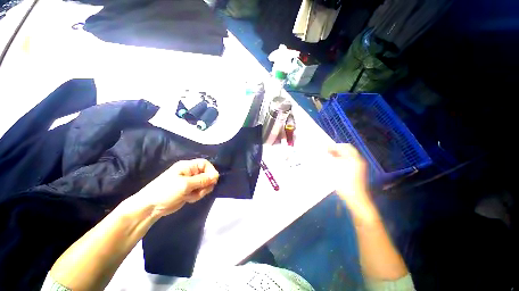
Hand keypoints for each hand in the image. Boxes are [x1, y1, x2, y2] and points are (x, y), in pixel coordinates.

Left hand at [129, 159, 218, 217]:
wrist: (150, 208)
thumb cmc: (166, 191)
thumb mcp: (185, 184)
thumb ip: (202, 180)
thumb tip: (216, 176)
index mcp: (188, 166)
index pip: (205, 164)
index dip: (211, 171)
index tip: (213, 180)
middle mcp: (190, 172)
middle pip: (207, 175)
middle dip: (205, 184)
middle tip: (200, 191)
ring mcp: (190, 182)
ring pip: (204, 184)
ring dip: (201, 191)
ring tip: (190, 196)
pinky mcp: (189, 190)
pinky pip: (200, 191)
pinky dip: (196, 196)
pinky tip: (188, 199)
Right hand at [328, 144, 371, 211]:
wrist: (356, 198)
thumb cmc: (345, 183)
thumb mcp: (335, 170)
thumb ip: (330, 159)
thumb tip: (325, 153)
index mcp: (354, 158)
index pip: (344, 147)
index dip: (334, 146)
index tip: (325, 148)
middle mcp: (358, 160)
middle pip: (347, 150)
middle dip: (336, 149)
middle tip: (327, 151)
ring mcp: (359, 166)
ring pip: (348, 156)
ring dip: (338, 154)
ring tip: (329, 156)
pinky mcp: (357, 171)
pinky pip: (349, 161)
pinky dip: (342, 159)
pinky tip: (335, 163)